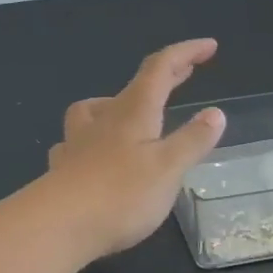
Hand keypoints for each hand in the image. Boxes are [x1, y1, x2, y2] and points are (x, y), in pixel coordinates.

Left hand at [44, 38, 227, 258]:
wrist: (57, 225)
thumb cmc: (121, 194)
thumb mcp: (168, 168)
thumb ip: (192, 140)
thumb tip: (215, 112)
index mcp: (134, 112)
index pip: (160, 69)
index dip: (185, 53)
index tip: (209, 46)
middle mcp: (103, 119)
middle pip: (134, 87)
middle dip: (163, 75)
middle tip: (185, 70)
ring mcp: (77, 143)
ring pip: (94, 110)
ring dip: (115, 104)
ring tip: (126, 113)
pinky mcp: (62, 169)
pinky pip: (75, 143)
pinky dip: (88, 141)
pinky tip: (89, 155)